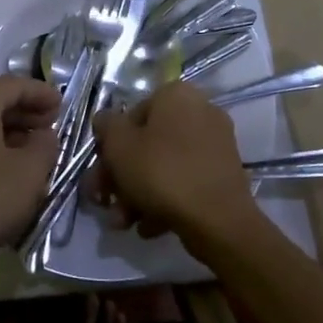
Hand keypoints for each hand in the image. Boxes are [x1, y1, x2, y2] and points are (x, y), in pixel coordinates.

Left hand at [0, 77, 61, 270]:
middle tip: (50, 127)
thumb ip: (45, 145)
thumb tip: (44, 134)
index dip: (41, 93)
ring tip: (31, 151)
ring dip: (6, 132)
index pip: (13, 85)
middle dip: (24, 113)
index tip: (62, 106)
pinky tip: (3, 171)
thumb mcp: (30, 172)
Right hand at [92, 83, 263, 252]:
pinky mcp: (224, 175)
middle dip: (121, 177)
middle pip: (147, 143)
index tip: (99, 174)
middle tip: (104, 202)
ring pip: (164, 165)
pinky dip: (164, 200)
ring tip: (123, 223)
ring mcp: (215, 144)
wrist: (218, 221)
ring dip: (137, 193)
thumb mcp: (119, 145)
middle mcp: (200, 111)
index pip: (130, 115)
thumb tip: (105, 121)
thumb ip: (106, 126)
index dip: (109, 146)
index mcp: (176, 95)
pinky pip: (185, 181)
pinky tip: (149, 227)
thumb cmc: (161, 172)